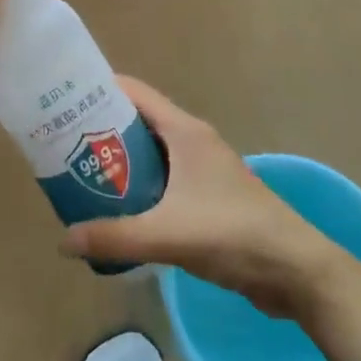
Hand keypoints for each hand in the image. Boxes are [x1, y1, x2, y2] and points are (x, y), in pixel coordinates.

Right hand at [61, 78, 360, 324]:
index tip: (64, 99)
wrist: (298, 271)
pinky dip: (139, 184)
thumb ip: (114, 237)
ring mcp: (203, 169)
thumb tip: (63, 242)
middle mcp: (193, 141)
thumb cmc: (233, 234)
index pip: (134, 92)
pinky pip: (163, 179)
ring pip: (151, 152)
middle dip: (101, 128)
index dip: (99, 89)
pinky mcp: (209, 196)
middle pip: (138, 121)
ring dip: (119, 160)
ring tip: (80, 172)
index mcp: (185, 132)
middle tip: (61, 141)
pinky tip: (118, 207)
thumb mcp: (167, 235)